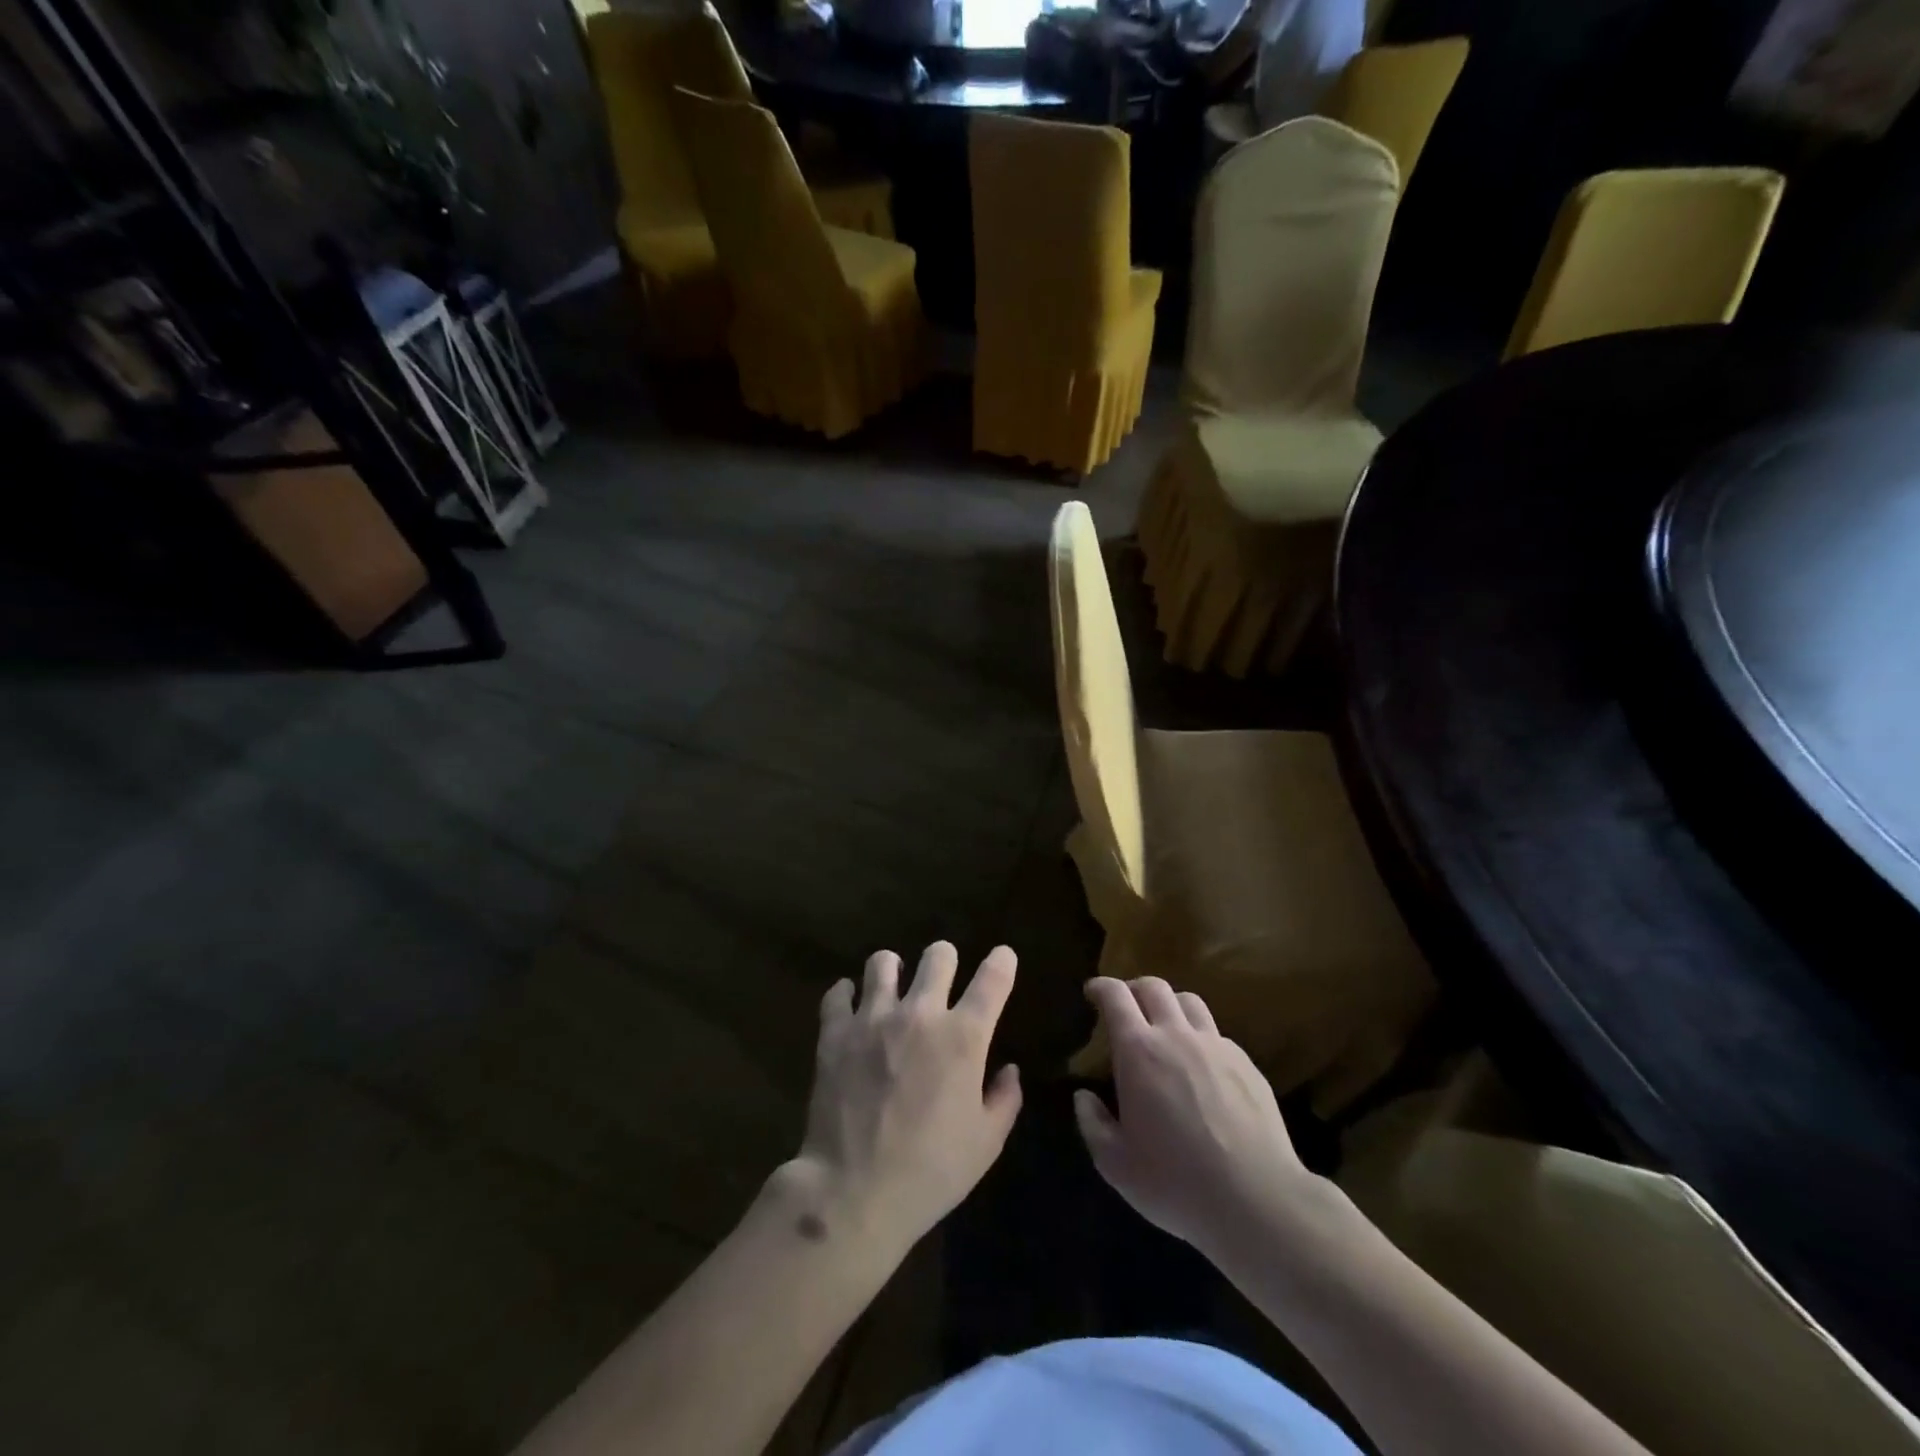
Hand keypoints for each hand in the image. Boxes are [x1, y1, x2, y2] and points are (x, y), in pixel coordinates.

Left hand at [784, 943, 1022, 1260]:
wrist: (853, 1193)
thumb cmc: (930, 1172)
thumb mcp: (986, 1144)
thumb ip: (1004, 1099)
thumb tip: (1009, 1070)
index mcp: (963, 1037)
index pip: (992, 979)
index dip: (1002, 962)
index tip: (1003, 957)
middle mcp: (920, 1014)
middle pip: (938, 955)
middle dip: (945, 959)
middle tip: (941, 976)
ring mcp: (873, 1019)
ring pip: (883, 962)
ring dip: (893, 970)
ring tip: (892, 987)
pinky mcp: (835, 1033)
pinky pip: (838, 993)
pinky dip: (846, 995)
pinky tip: (850, 1006)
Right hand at [1074, 976, 1315, 1259]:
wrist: (1258, 1201)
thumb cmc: (1176, 1182)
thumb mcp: (1116, 1165)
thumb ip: (1093, 1124)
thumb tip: (1084, 1097)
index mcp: (1139, 1051)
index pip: (1115, 996)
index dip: (1101, 987)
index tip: (1092, 992)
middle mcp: (1177, 1036)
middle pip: (1154, 986)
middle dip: (1134, 989)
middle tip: (1126, 1007)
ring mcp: (1216, 1046)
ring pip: (1190, 1002)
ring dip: (1170, 1005)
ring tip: (1165, 1028)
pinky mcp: (1247, 1064)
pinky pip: (1217, 1035)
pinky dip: (1200, 1037)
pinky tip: (1201, 1068)